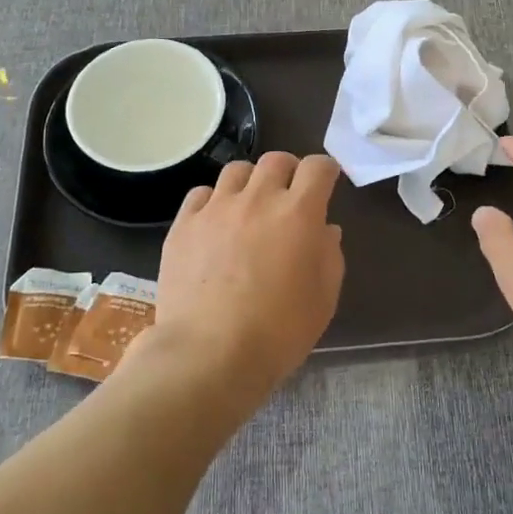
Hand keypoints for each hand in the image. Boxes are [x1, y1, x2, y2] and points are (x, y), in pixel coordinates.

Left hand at [140, 153, 345, 403]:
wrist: (209, 354)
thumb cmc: (278, 332)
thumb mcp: (323, 298)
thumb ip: (329, 255)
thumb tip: (324, 230)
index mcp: (298, 213)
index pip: (319, 167)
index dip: (326, 171)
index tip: (326, 183)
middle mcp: (258, 199)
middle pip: (276, 159)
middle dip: (288, 171)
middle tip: (288, 195)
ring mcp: (216, 208)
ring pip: (236, 170)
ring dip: (250, 182)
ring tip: (249, 206)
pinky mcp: (183, 224)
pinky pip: (200, 194)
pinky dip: (213, 201)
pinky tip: (214, 223)